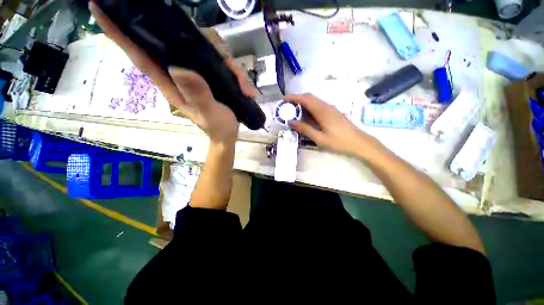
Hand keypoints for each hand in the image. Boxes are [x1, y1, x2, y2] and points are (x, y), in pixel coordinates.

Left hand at [89, 1, 256, 143]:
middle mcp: (181, 73)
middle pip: (183, 42)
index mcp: (171, 84)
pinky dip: (237, 73)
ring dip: (230, 66)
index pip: (139, 54)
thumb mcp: (209, 114)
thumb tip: (179, 68)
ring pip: (208, 50)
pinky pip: (222, 63)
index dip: (119, 32)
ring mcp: (199, 73)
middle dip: (204, 45)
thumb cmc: (217, 128)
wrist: (227, 135)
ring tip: (246, 89)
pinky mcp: (212, 75)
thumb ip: (198, 95)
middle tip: (228, 64)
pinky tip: (247, 89)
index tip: (100, 6)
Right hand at [287, 94, 379, 156]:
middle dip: (297, 99)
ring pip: (314, 101)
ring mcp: (330, 108)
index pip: (305, 99)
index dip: (293, 97)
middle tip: (287, 107)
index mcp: (322, 111)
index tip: (283, 100)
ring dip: (303, 103)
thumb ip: (305, 129)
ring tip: (294, 112)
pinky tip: (306, 116)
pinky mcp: (333, 112)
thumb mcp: (319, 138)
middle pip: (309, 97)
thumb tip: (290, 122)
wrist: (359, 142)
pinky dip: (309, 107)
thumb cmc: (339, 142)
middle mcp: (326, 106)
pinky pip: (318, 105)